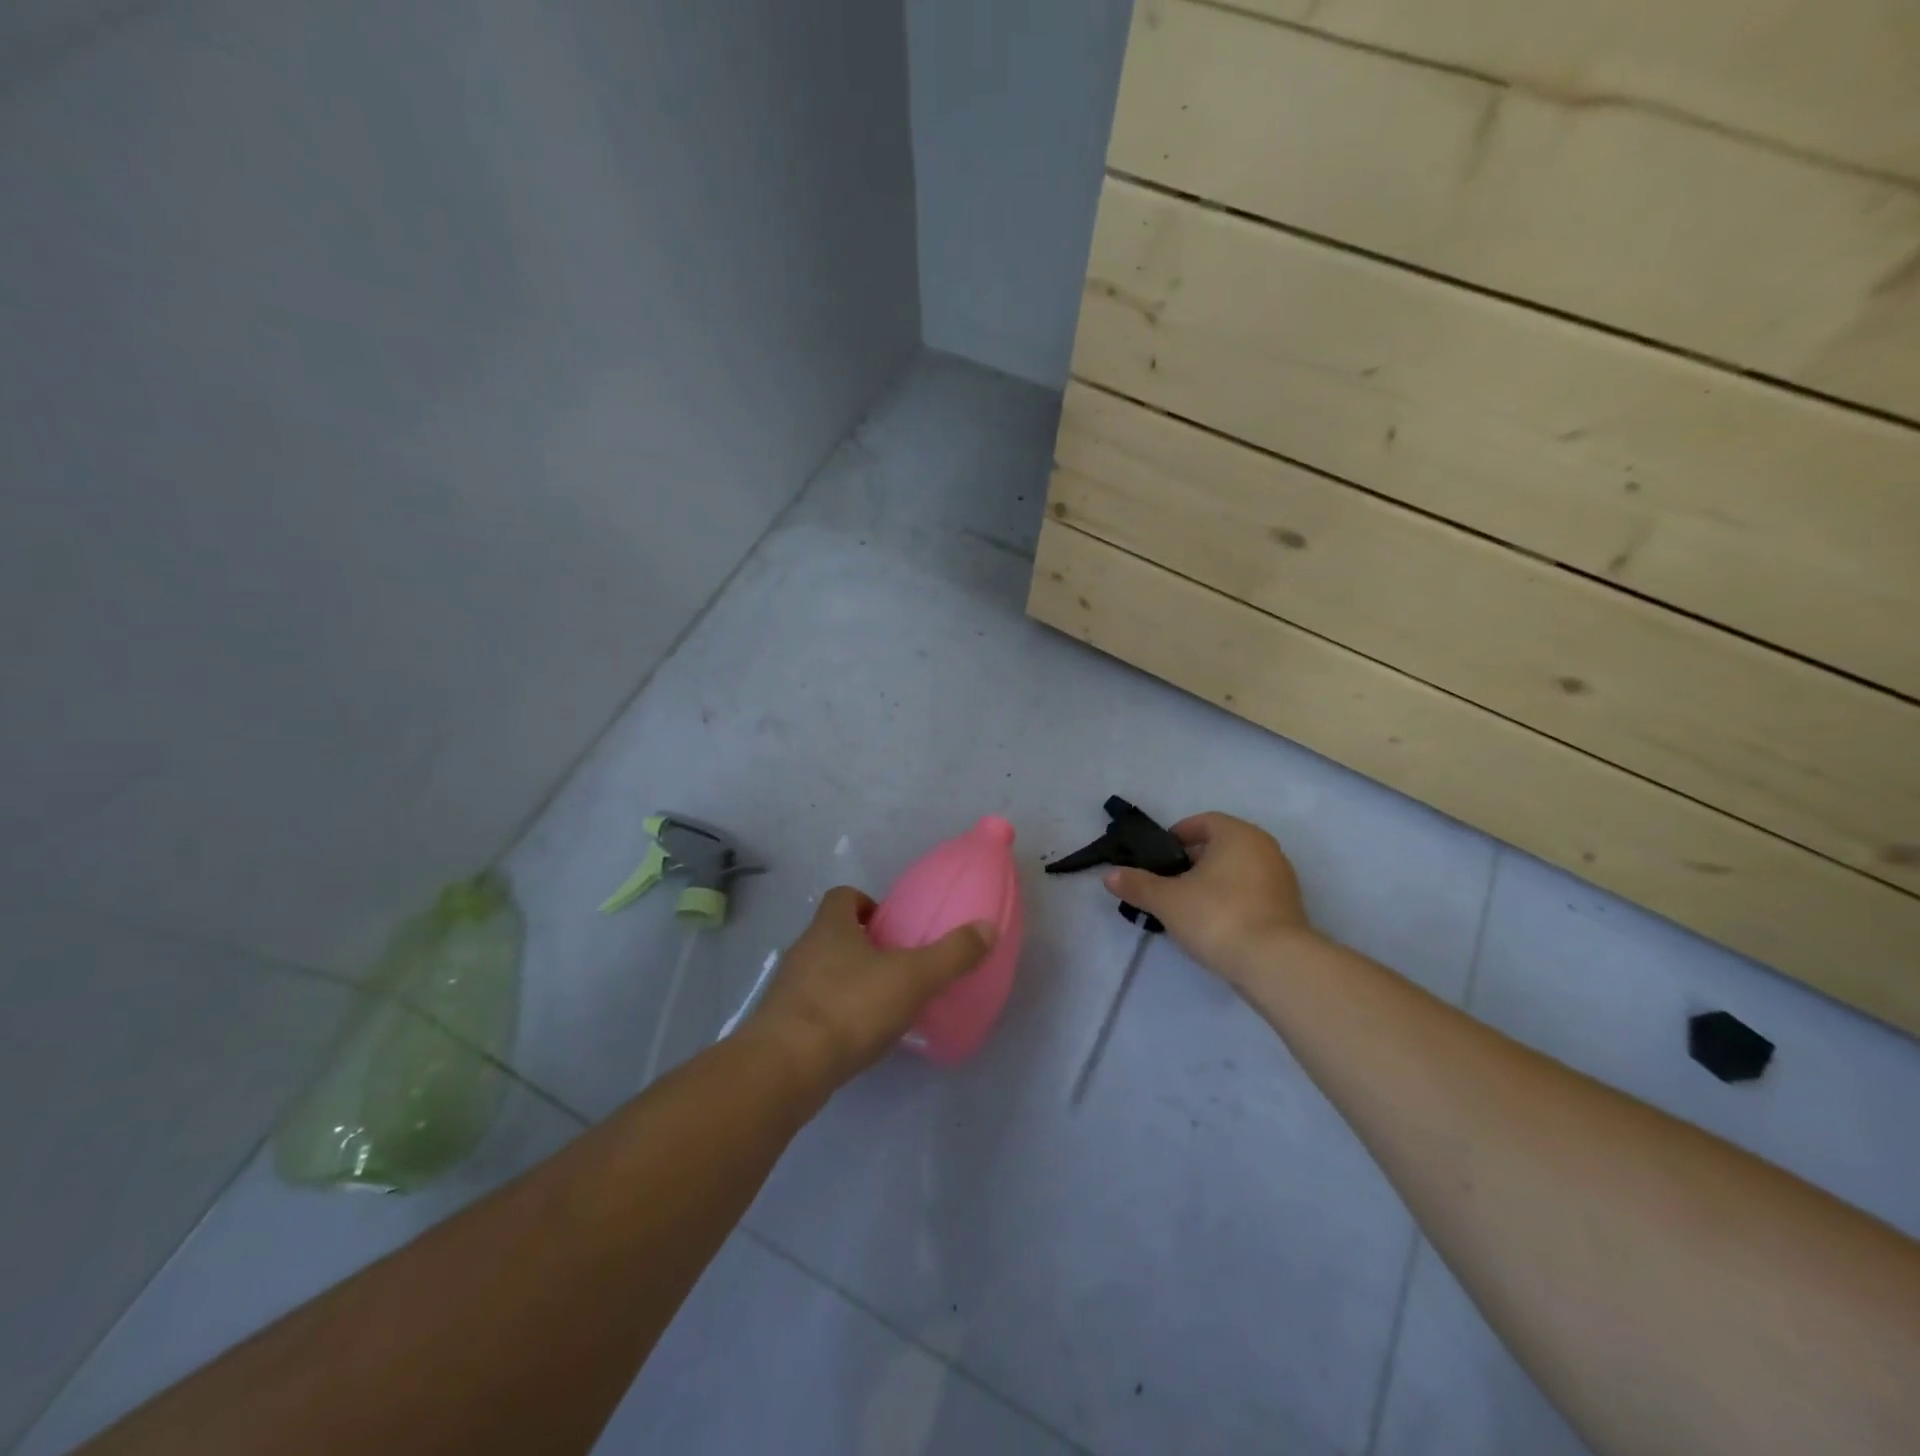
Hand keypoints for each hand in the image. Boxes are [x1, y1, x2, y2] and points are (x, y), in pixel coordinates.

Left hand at [743, 887, 995, 1089]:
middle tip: (895, 967)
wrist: (786, 1068)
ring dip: (847, 981)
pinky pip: (812, 1008)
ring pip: (821, 972)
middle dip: (861, 945)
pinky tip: (856, 1038)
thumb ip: (952, 954)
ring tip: (880, 1005)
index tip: (891, 926)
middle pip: (832, 934)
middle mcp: (804, 950)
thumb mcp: (913, 978)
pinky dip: (834, 1015)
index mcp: (830, 927)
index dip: (866, 904)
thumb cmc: (850, 1007)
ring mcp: (788, 989)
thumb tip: (988, 926)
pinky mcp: (781, 1026)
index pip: (843, 896)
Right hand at [1102, 813, 1315, 983]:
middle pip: (1220, 846)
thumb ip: (1138, 885)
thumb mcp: (1167, 900)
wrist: (1275, 963)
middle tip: (1167, 883)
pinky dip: (1231, 900)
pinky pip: (1251, 893)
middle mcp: (1264, 848)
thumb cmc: (1217, 916)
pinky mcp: (1288, 908)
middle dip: (1192, 861)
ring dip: (1212, 882)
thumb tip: (1109, 875)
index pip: (1203, 822)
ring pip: (1237, 871)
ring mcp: (1281, 878)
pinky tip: (1213, 924)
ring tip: (1186, 907)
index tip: (1158, 858)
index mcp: (1237, 834)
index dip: (1177, 836)